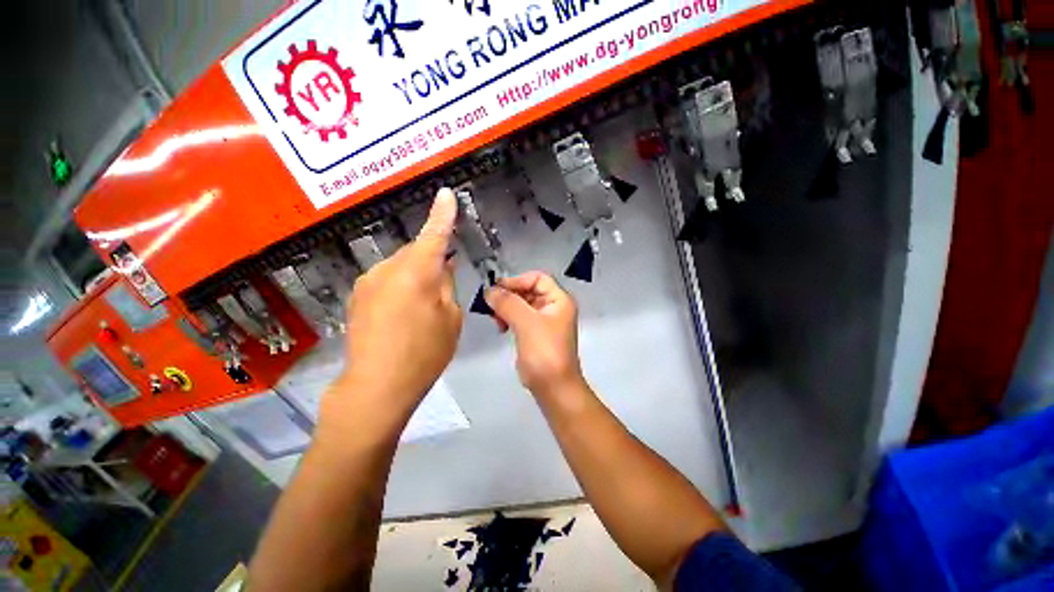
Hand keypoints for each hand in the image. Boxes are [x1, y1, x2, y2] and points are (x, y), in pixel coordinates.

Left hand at [322, 189, 462, 432]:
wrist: (377, 385)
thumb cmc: (425, 352)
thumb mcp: (450, 318)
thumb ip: (447, 285)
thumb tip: (443, 265)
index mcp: (416, 272)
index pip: (434, 235)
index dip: (442, 214)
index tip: (446, 194)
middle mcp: (387, 269)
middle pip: (415, 252)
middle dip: (431, 260)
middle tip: (445, 283)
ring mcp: (367, 282)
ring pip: (400, 266)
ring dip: (415, 275)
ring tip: (423, 304)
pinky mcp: (357, 297)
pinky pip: (386, 280)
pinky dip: (400, 286)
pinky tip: (404, 312)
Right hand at [485, 272, 583, 397]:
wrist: (553, 387)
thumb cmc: (544, 352)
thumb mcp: (526, 323)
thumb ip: (508, 303)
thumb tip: (489, 290)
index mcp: (559, 300)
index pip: (538, 278)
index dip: (517, 281)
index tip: (497, 290)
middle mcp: (553, 307)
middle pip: (528, 290)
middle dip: (509, 296)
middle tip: (492, 305)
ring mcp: (544, 321)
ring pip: (522, 304)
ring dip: (507, 308)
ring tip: (496, 319)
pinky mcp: (535, 334)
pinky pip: (520, 318)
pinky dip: (509, 319)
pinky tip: (501, 327)